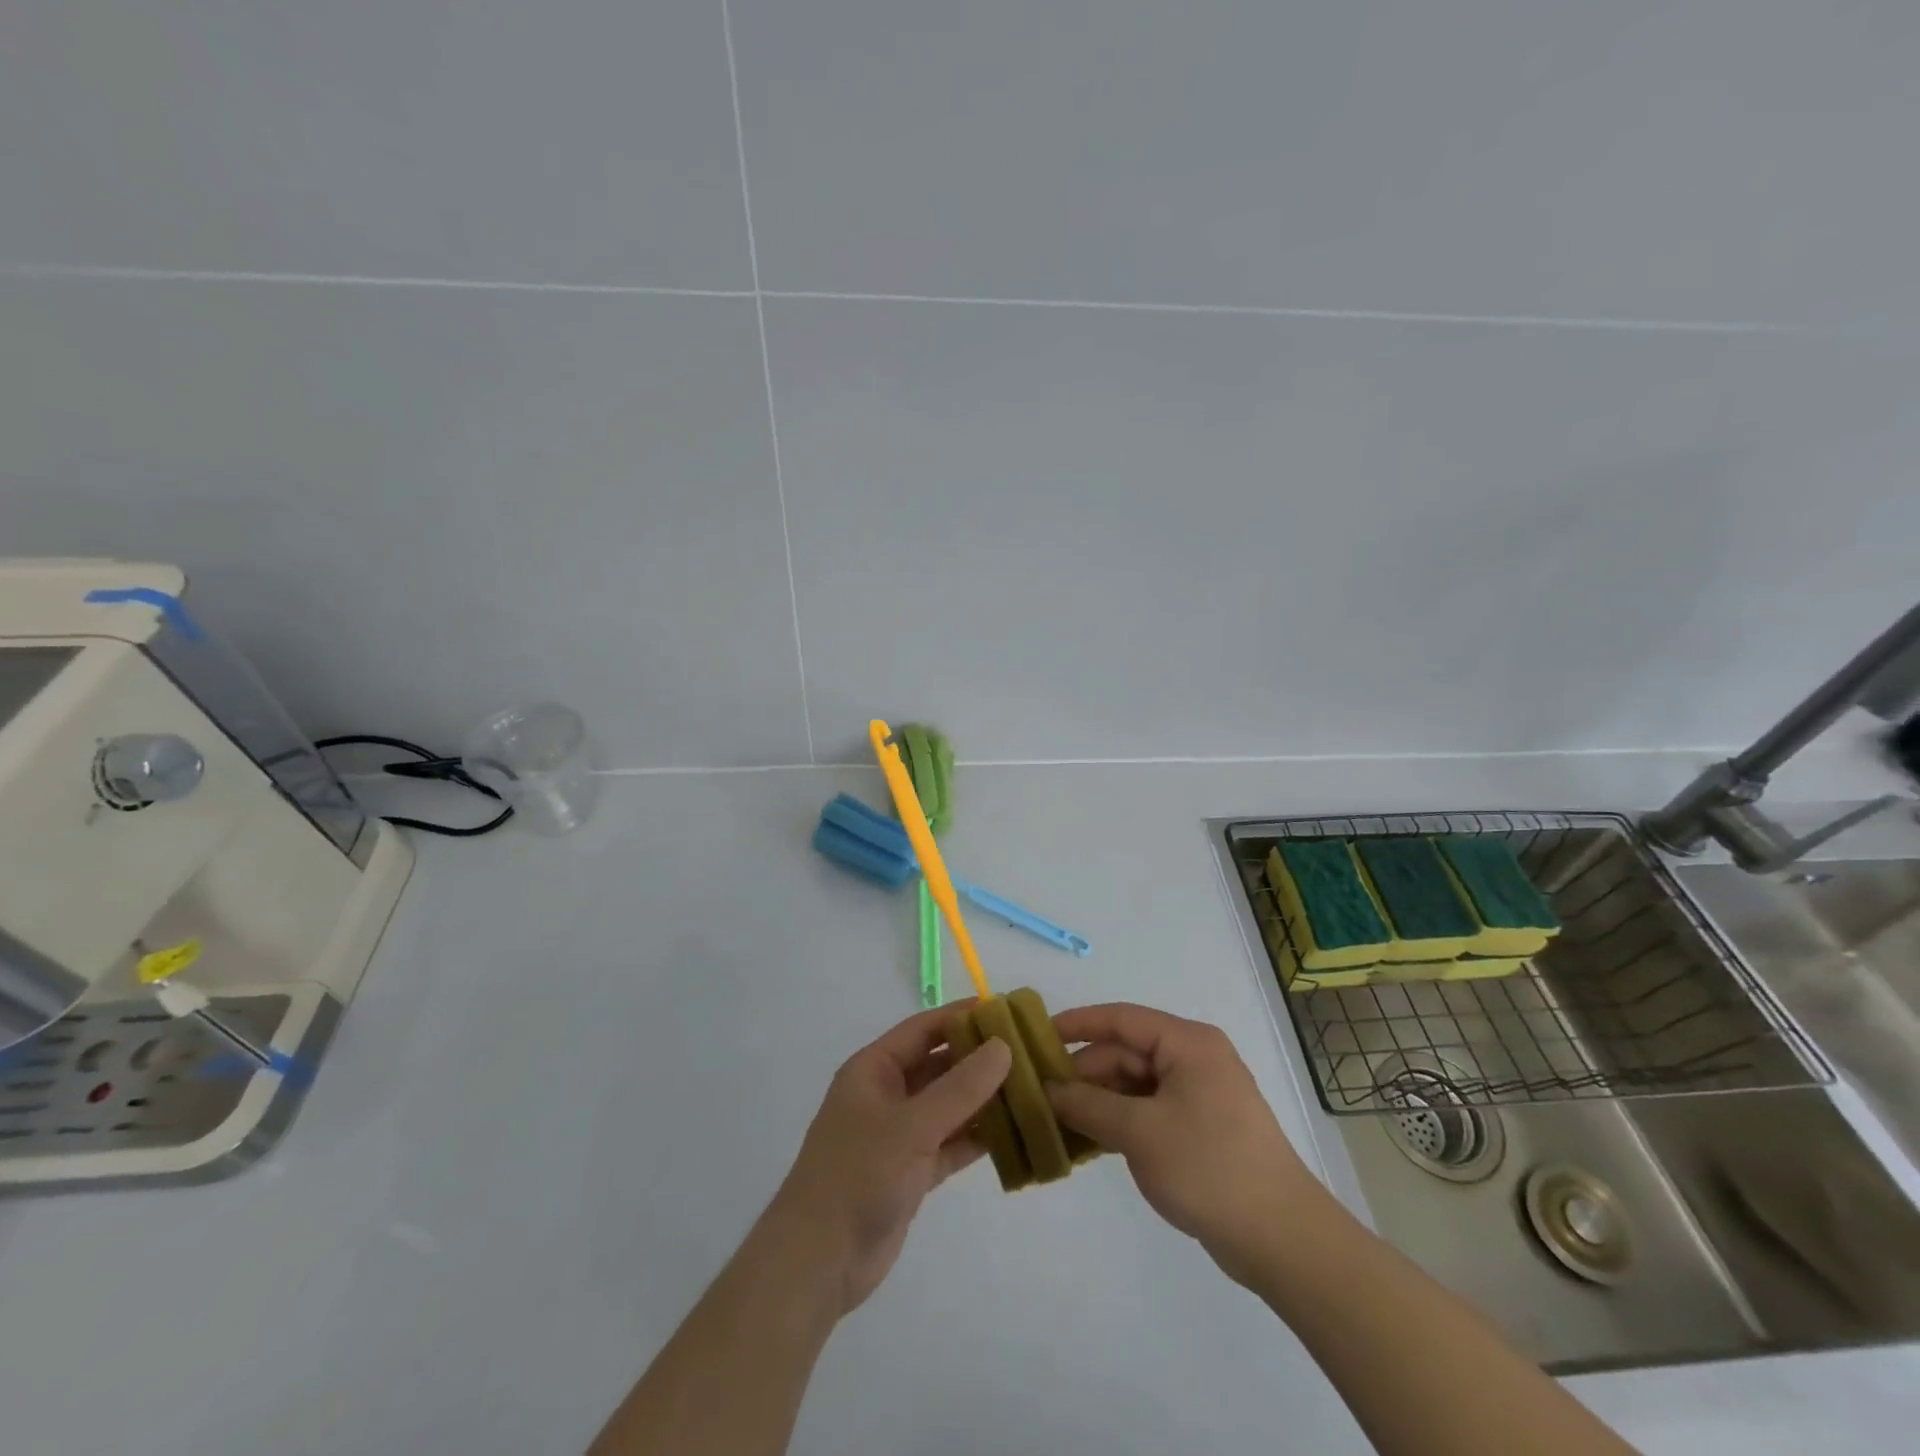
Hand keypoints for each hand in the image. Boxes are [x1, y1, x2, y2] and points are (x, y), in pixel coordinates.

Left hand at [763, 1004, 1010, 1317]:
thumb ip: (960, 1087)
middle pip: (938, 1066)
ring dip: (983, 1099)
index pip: (923, 1029)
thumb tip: (1003, 1046)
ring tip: (1030, 1088)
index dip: (961, 1017)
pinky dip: (977, 1137)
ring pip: (948, 1106)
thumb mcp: (912, 1125)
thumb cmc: (858, 1175)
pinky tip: (1013, 1132)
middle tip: (1028, 1051)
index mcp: (873, 1069)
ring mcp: (898, 1135)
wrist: (818, 1262)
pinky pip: (950, 1143)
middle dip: (978, 1060)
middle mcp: (886, 1095)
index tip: (1005, 1010)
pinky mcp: (911, 1172)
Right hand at [1047, 1003, 1325, 1283]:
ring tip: (1057, 1122)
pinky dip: (1120, 1121)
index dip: (1077, 1024)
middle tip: (1040, 1096)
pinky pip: (1149, 1110)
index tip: (1037, 1037)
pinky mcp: (1201, 1128)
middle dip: (1084, 1073)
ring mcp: (1199, 1094)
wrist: (1282, 1239)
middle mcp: (1194, 1059)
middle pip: (1126, 1053)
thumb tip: (1048, 1090)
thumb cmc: (1208, 1167)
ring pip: (1135, 1084)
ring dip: (1098, 1101)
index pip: (1121, 1019)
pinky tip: (1089, 1141)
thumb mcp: (1139, 1132)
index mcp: (1187, 1043)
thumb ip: (1088, 1105)